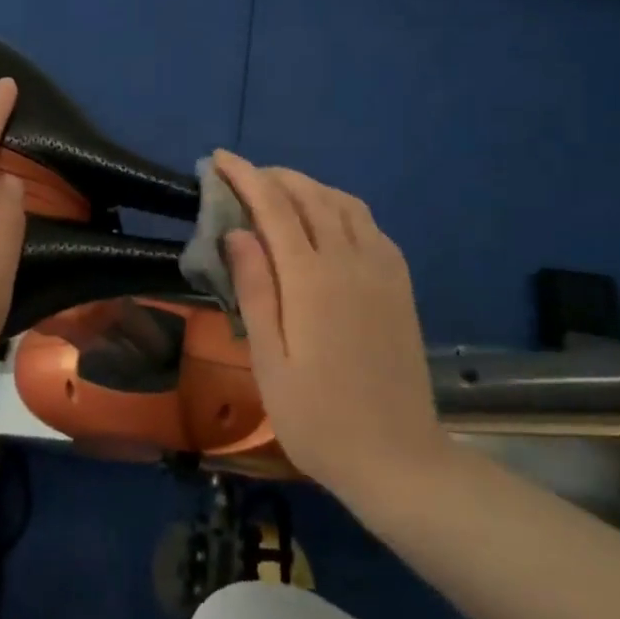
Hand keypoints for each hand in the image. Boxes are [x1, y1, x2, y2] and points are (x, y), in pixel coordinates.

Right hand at [213, 150, 439, 503]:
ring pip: (344, 203)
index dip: (244, 176)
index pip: (273, 206)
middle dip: (274, 175)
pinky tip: (327, 223)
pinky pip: (369, 224)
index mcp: (311, 279)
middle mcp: (350, 260)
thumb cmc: (318, 418)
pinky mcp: (400, 283)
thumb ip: (255, 289)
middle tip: (244, 176)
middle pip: (310, 195)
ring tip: (280, 193)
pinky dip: (340, 207)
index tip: (219, 159)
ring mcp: (381, 269)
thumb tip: (237, 232)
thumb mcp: (269, 361)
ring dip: (309, 186)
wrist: (398, 459)